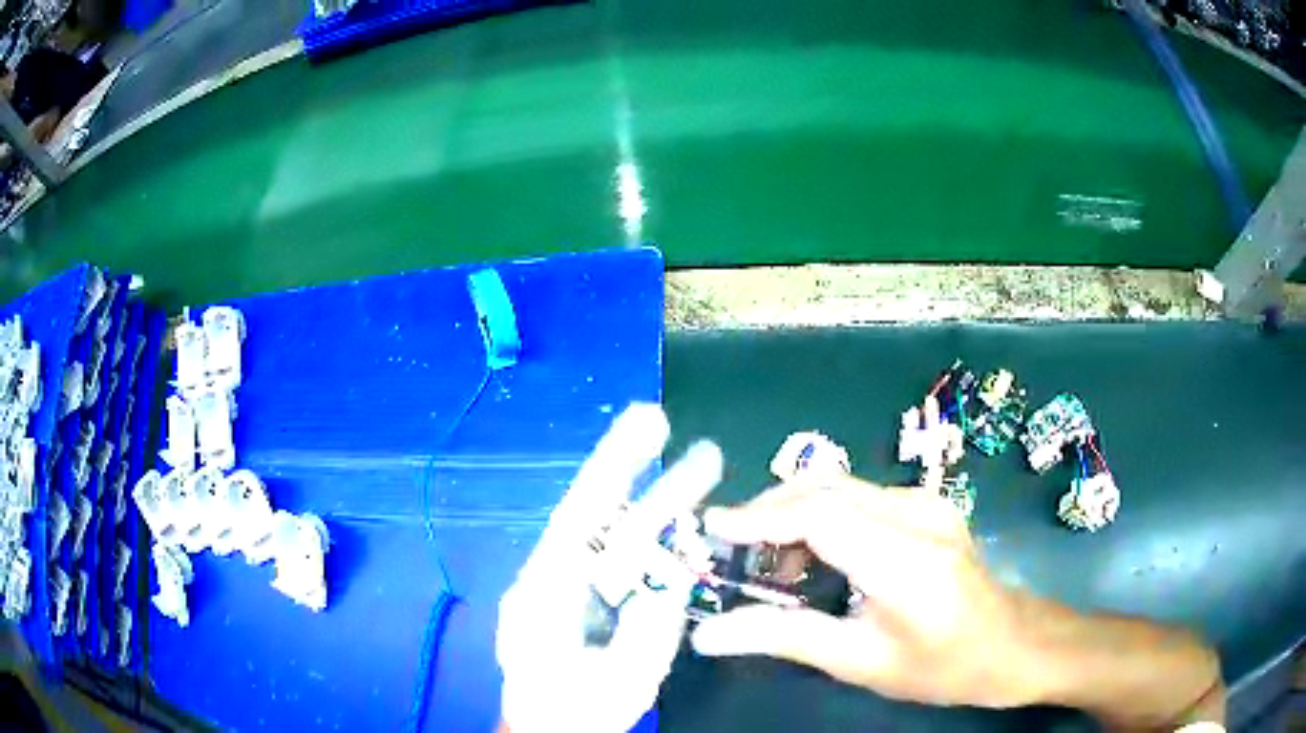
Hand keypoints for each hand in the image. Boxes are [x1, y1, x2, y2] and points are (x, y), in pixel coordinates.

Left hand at [497, 404, 721, 732]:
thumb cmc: (579, 713)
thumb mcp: (624, 679)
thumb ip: (650, 626)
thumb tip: (673, 572)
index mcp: (546, 592)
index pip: (582, 514)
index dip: (615, 464)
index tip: (649, 424)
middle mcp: (546, 576)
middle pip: (591, 511)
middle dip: (626, 464)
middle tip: (661, 419)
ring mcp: (557, 585)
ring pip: (605, 532)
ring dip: (648, 501)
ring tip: (697, 470)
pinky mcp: (572, 597)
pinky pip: (611, 558)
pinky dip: (645, 535)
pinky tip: (675, 521)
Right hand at [690, 477, 1039, 708]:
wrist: (1011, 642)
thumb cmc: (940, 665)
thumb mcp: (860, 661)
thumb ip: (785, 638)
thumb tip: (711, 634)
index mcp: (906, 561)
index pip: (820, 516)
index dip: (760, 517)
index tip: (712, 529)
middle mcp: (918, 515)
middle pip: (826, 488)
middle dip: (769, 509)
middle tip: (732, 548)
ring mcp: (928, 503)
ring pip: (841, 486)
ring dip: (794, 512)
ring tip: (770, 563)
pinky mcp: (928, 504)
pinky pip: (861, 496)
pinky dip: (822, 516)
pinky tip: (815, 556)